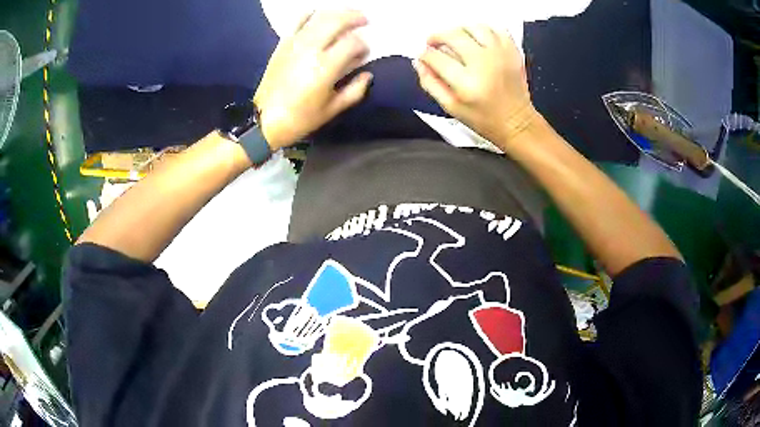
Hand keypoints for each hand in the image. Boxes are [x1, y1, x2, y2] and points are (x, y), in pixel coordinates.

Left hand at [254, 10, 372, 149]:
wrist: (263, 120)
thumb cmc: (299, 118)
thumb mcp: (332, 110)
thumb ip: (355, 91)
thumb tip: (367, 75)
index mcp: (325, 67)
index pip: (353, 43)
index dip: (363, 46)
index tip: (364, 54)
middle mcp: (311, 48)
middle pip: (338, 20)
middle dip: (355, 17)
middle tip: (365, 20)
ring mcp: (295, 43)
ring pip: (320, 16)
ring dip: (337, 12)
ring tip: (346, 15)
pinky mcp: (283, 43)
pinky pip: (298, 20)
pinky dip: (310, 14)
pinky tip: (318, 15)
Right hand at [415, 27, 538, 147]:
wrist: (517, 123)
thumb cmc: (484, 119)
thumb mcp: (451, 107)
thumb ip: (430, 84)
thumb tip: (419, 62)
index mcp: (467, 83)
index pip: (436, 57)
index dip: (425, 55)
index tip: (425, 57)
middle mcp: (484, 64)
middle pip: (453, 36)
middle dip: (437, 37)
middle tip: (434, 43)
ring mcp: (501, 56)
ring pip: (474, 27)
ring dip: (460, 29)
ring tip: (455, 38)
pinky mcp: (513, 52)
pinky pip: (497, 29)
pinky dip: (484, 30)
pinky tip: (477, 39)